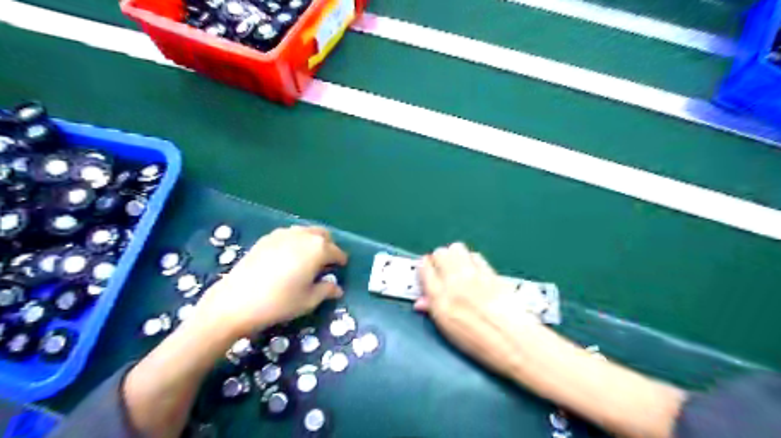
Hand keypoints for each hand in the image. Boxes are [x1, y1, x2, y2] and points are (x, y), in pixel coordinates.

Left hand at [190, 226, 349, 338]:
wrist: (236, 301)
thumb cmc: (280, 302)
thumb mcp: (309, 300)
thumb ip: (326, 290)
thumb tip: (337, 288)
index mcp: (318, 249)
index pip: (336, 251)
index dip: (341, 260)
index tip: (342, 268)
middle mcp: (303, 235)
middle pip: (323, 235)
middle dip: (328, 246)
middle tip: (326, 262)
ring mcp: (283, 234)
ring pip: (305, 232)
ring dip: (312, 242)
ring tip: (308, 259)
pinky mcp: (267, 238)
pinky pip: (289, 234)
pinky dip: (295, 242)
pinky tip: (288, 257)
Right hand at [417, 243, 540, 375]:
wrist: (513, 341)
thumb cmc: (479, 342)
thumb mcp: (448, 330)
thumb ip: (433, 309)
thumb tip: (422, 301)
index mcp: (440, 298)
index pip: (424, 268)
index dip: (424, 267)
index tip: (428, 270)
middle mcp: (454, 282)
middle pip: (440, 253)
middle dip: (439, 259)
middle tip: (442, 269)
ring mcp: (474, 274)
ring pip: (456, 248)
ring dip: (454, 255)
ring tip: (458, 267)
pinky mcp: (491, 271)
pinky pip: (475, 255)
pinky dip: (472, 259)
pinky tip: (475, 271)